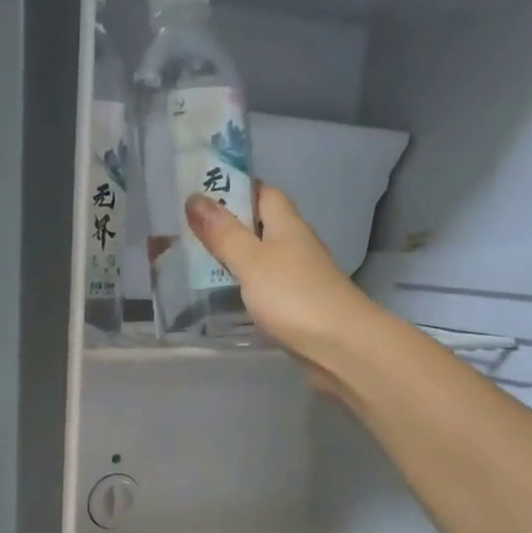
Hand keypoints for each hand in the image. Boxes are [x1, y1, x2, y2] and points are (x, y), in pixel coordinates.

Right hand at [186, 185, 377, 373]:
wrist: (338, 344)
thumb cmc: (293, 295)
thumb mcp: (251, 261)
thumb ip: (223, 234)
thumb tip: (194, 199)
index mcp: (287, 224)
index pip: (263, 193)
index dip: (236, 189)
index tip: (204, 194)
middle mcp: (295, 245)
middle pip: (262, 225)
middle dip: (231, 225)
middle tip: (193, 232)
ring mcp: (299, 276)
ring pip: (264, 257)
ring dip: (238, 256)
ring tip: (202, 263)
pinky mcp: (297, 304)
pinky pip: (267, 285)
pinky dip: (247, 285)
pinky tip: (229, 295)